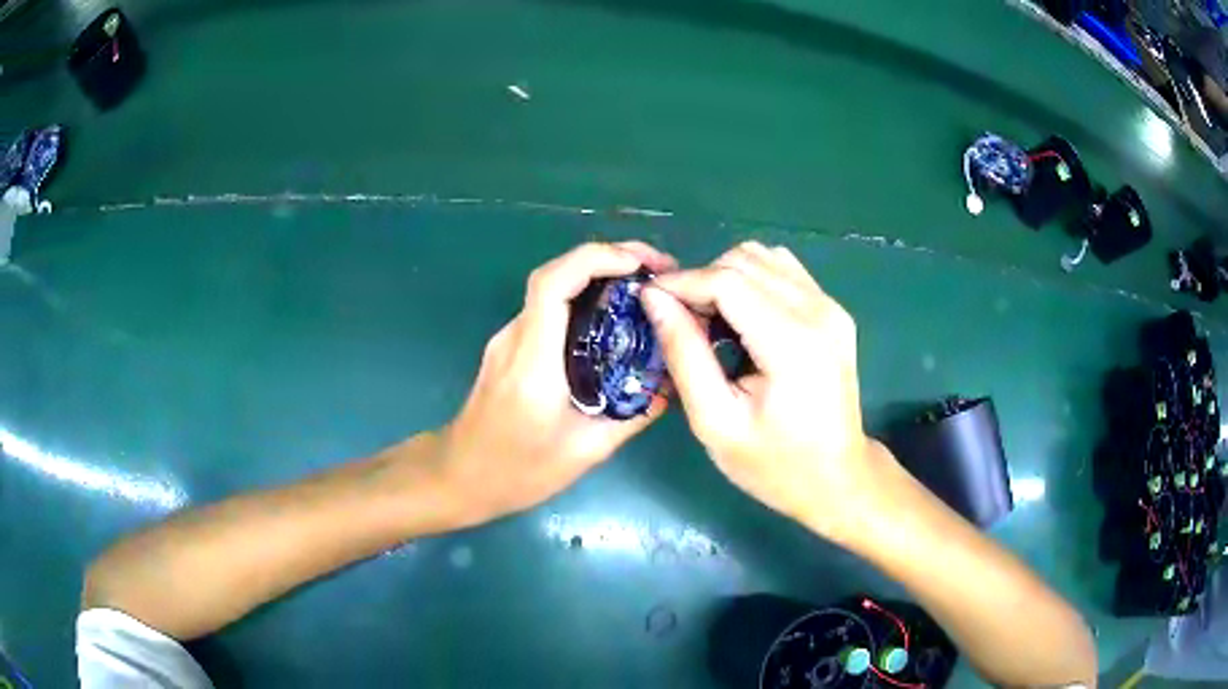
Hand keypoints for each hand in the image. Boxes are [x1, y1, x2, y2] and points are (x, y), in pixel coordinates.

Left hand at [437, 241, 676, 525]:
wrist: (460, 475)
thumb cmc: (518, 472)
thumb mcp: (585, 452)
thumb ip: (631, 416)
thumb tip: (671, 386)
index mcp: (533, 362)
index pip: (553, 285)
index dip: (597, 259)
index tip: (641, 263)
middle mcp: (516, 338)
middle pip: (556, 275)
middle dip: (609, 258)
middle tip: (658, 268)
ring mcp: (508, 339)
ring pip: (553, 288)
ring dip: (598, 276)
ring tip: (644, 287)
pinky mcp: (510, 346)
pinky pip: (549, 309)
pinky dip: (584, 298)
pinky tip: (613, 317)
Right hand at [640, 242, 884, 541]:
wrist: (837, 478)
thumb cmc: (774, 464)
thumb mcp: (716, 422)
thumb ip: (684, 354)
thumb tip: (655, 298)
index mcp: (793, 343)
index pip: (727, 281)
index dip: (682, 283)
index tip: (649, 300)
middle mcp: (819, 311)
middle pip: (744, 260)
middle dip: (702, 281)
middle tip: (682, 323)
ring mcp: (831, 306)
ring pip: (763, 257)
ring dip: (726, 278)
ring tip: (711, 321)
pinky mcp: (833, 310)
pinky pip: (783, 270)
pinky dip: (752, 282)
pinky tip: (742, 319)